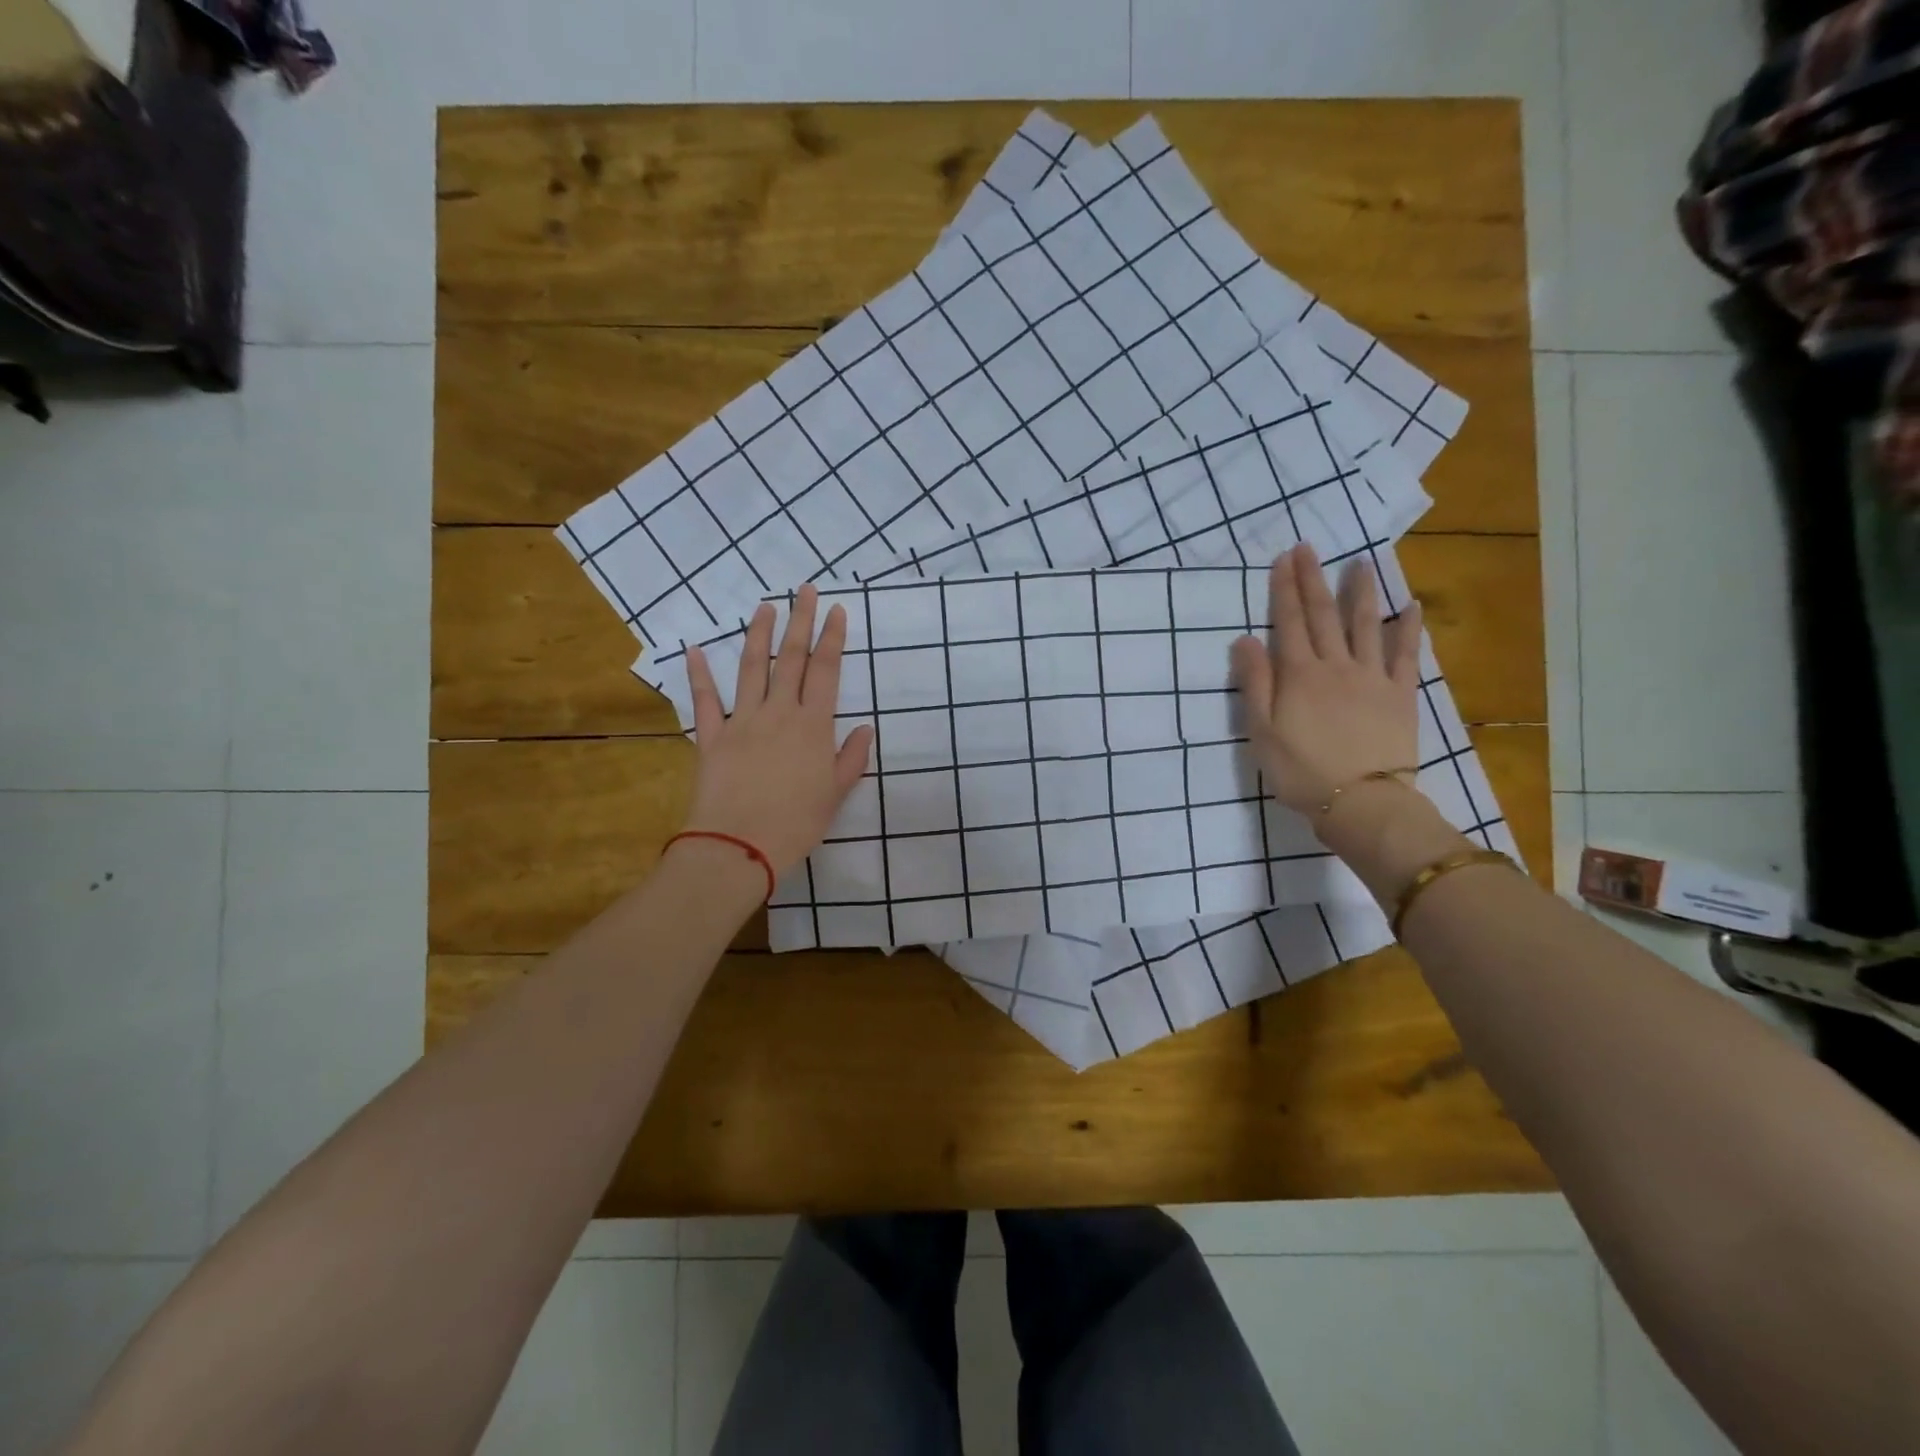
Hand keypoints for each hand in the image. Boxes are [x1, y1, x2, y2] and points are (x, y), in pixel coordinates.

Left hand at [682, 587, 875, 876]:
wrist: (739, 847)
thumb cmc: (795, 824)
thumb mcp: (836, 794)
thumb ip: (852, 757)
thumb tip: (865, 727)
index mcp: (813, 726)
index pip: (825, 671)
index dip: (832, 638)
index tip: (836, 610)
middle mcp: (779, 712)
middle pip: (791, 658)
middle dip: (800, 621)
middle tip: (805, 590)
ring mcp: (742, 721)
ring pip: (751, 667)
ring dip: (758, 634)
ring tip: (765, 606)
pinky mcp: (711, 737)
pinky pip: (704, 700)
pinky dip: (698, 674)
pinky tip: (693, 648)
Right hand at [1230, 543, 1423, 819]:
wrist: (1360, 801)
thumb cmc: (1300, 771)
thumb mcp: (1261, 731)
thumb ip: (1254, 683)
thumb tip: (1245, 639)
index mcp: (1299, 675)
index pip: (1288, 622)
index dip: (1284, 589)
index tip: (1284, 558)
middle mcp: (1336, 666)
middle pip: (1322, 616)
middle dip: (1313, 580)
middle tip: (1309, 548)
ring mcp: (1372, 678)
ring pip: (1366, 626)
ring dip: (1360, 593)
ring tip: (1361, 564)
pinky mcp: (1400, 695)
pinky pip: (1406, 655)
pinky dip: (1409, 629)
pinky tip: (1412, 606)